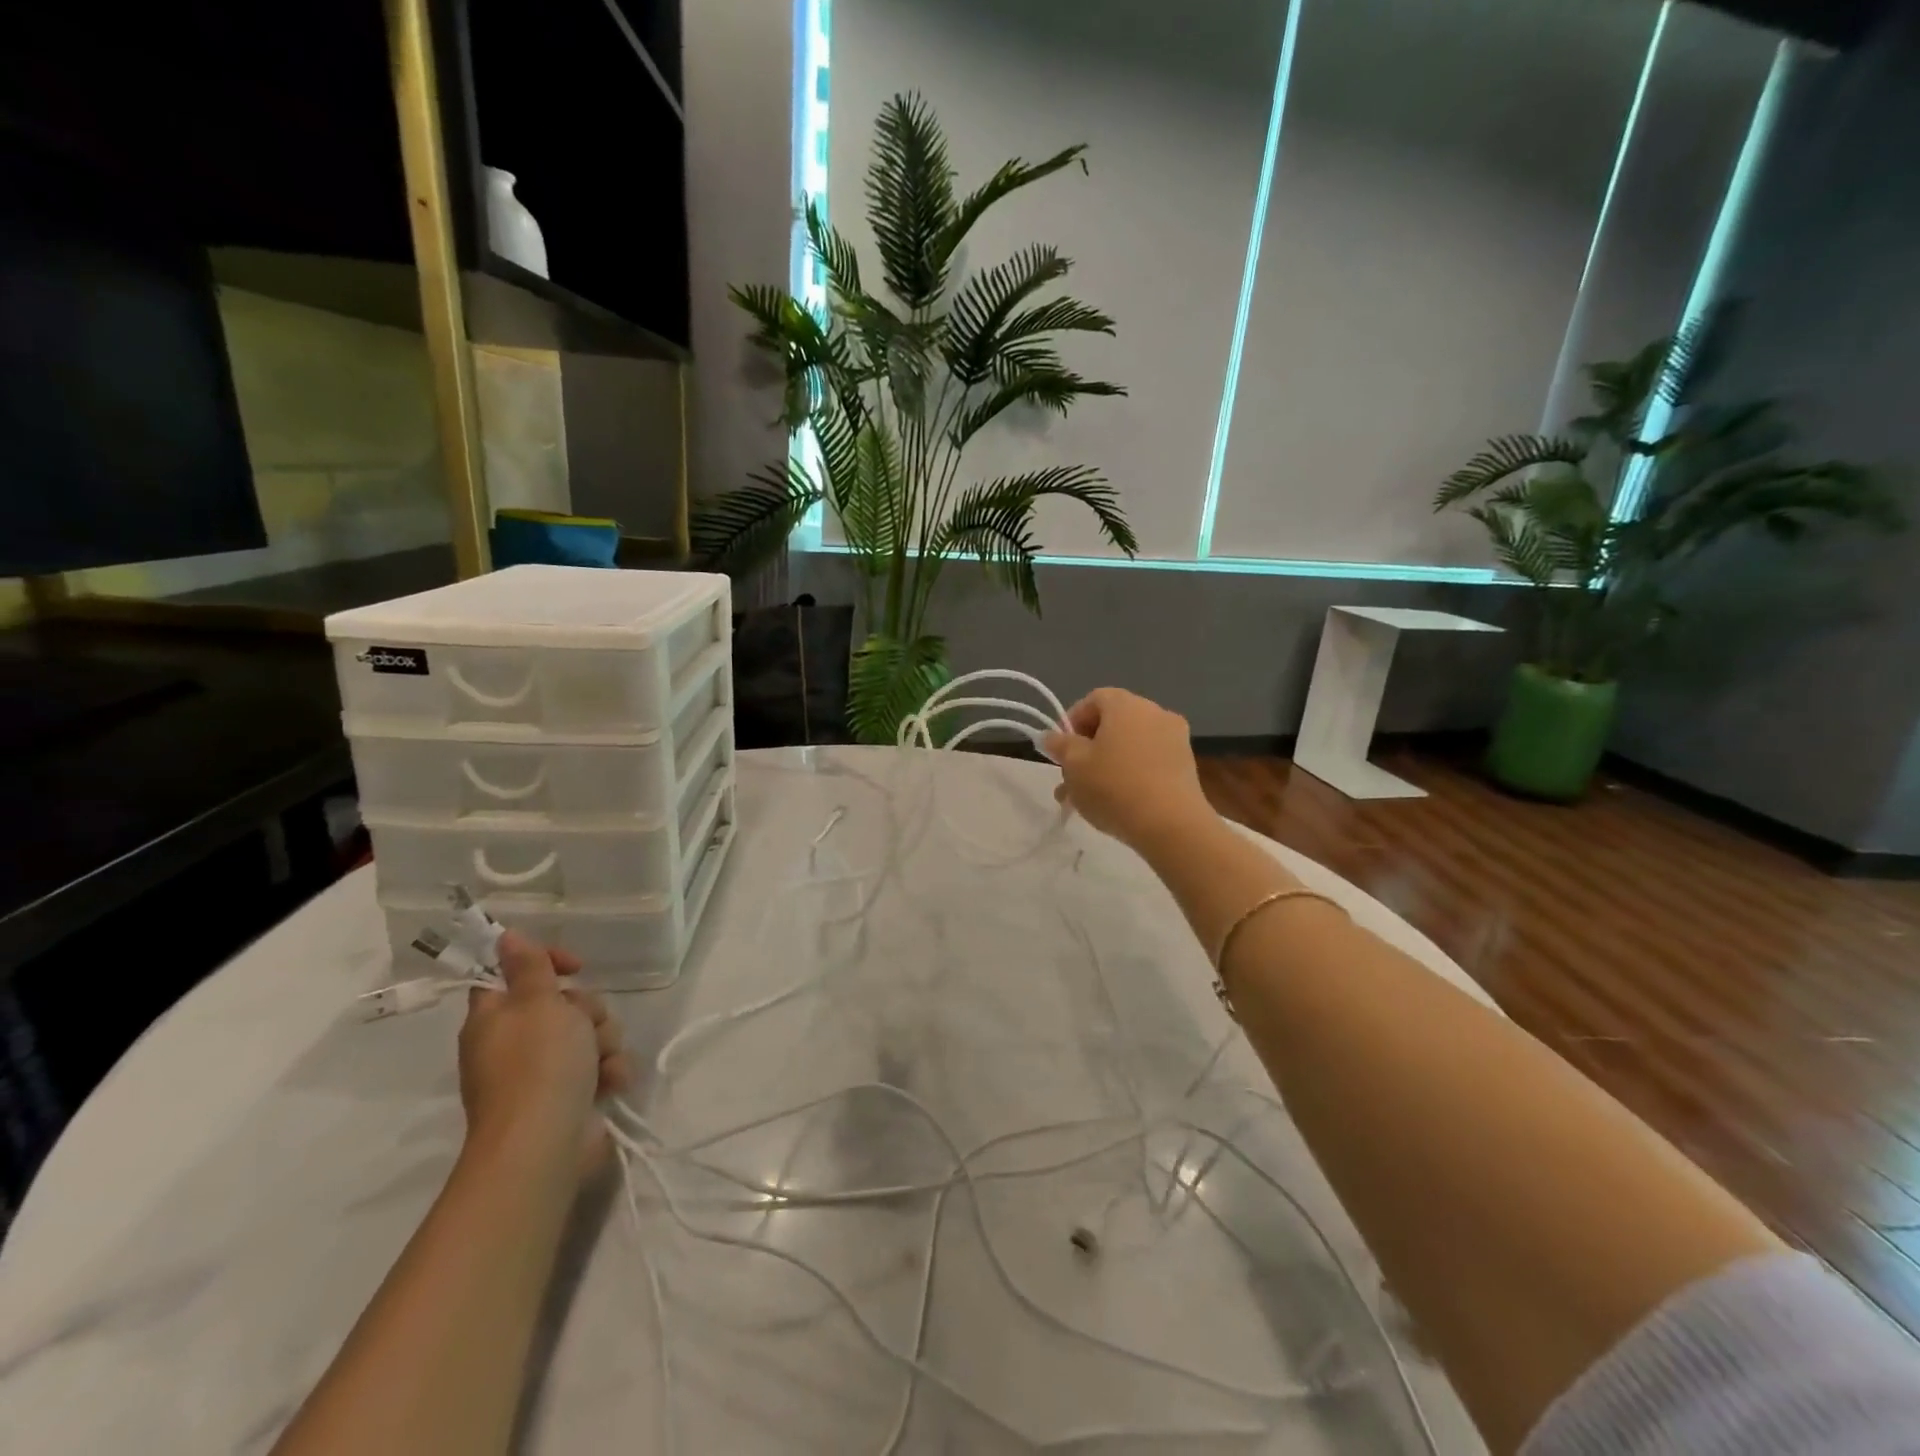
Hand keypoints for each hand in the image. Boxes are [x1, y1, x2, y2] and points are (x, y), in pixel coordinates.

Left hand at [457, 931, 632, 1174]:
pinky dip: (609, 1072)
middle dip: (588, 1010)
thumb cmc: (538, 1064)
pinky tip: (610, 1083)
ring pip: (590, 1033)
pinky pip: (601, 1067)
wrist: (545, 1144)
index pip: (515, 974)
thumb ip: (529, 967)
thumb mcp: (537, 1002)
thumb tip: (504, 936)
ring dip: (605, 1042)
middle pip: (565, 1004)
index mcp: (496, 1018)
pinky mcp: (571, 1097)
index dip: (546, 964)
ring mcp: (544, 1073)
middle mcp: (516, 1043)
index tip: (574, 966)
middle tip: (585, 1025)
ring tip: (600, 1063)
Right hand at [1042, 688, 1214, 850]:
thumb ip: (1060, 745)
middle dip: (1088, 748)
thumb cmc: (1114, 786)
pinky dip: (1131, 773)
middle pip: (1113, 723)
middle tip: (1071, 778)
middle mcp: (1154, 712)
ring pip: (1130, 746)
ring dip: (1107, 764)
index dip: (1072, 722)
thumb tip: (1051, 736)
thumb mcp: (1074, 765)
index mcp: (1126, 704)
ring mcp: (1175, 738)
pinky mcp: (1186, 765)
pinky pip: (1149, 761)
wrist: (1170, 824)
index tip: (1061, 750)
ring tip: (1088, 798)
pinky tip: (1117, 802)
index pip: (1093, 699)